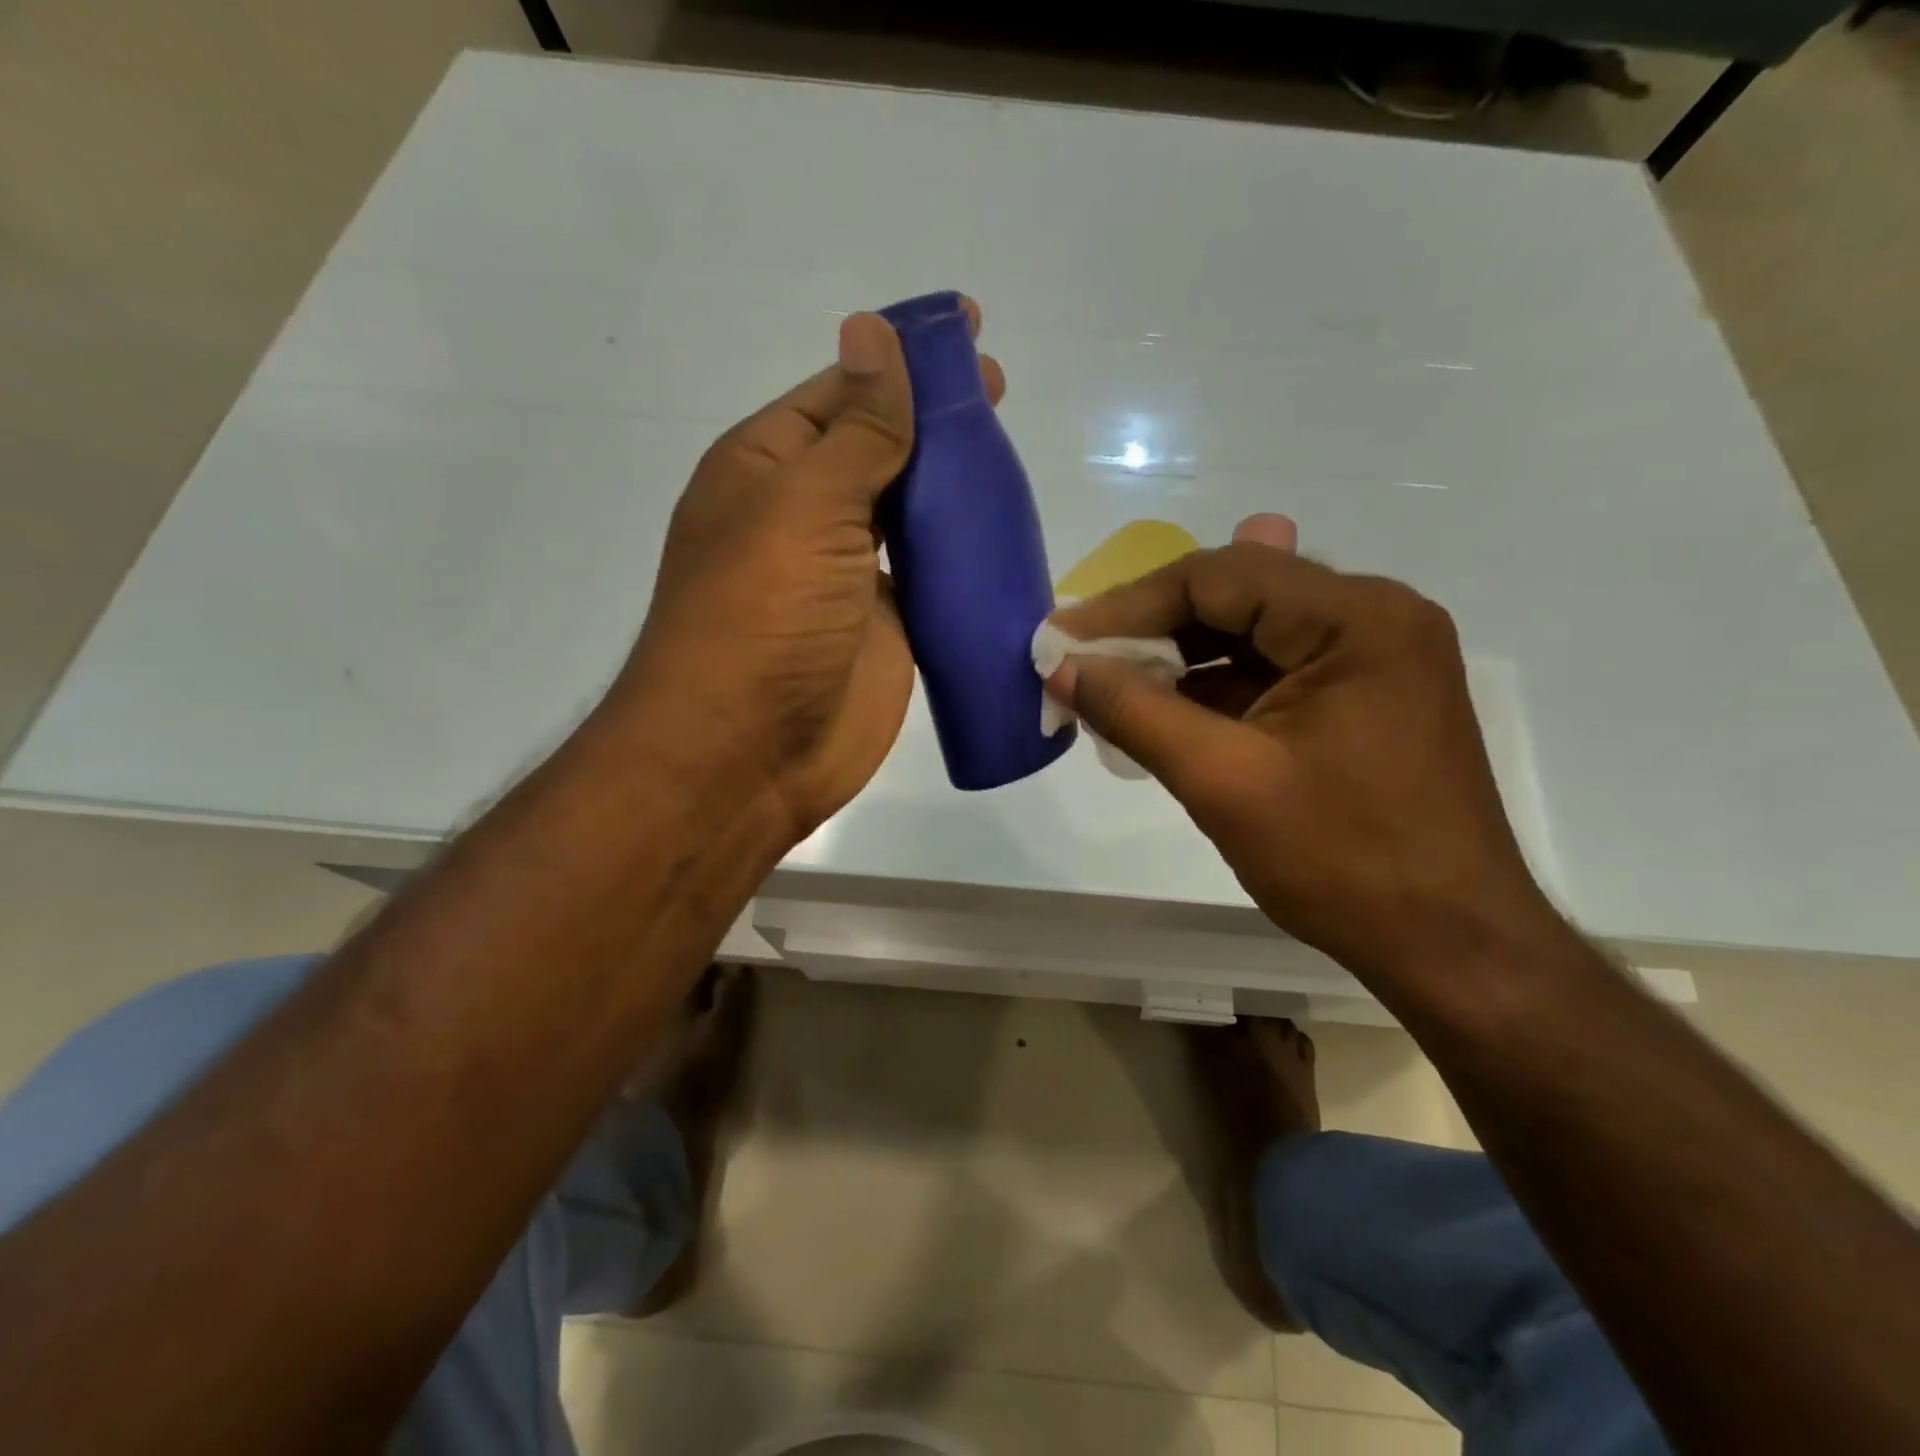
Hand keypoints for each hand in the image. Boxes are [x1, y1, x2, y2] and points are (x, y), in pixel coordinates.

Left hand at [614, 304, 1005, 843]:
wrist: (749, 753)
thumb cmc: (763, 616)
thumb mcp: (806, 506)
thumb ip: (857, 430)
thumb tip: (871, 331)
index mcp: (770, 468)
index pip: (844, 391)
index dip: (901, 358)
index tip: (967, 329)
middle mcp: (807, 514)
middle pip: (881, 449)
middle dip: (935, 419)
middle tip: (1000, 391)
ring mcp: (849, 575)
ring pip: (910, 513)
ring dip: (954, 487)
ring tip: (1011, 457)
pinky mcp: (888, 627)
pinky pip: (930, 577)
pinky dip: (963, 555)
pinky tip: (1006, 531)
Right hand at [1043, 521, 1561, 985]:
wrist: (1451, 946)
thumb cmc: (1343, 862)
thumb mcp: (1223, 782)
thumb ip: (1135, 712)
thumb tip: (1062, 666)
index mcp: (1356, 619)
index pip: (1219, 577)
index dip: (1129, 605)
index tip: (1063, 638)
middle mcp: (1372, 617)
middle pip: (1236, 594)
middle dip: (1151, 627)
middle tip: (1080, 657)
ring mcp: (1371, 657)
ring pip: (1249, 633)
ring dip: (1177, 658)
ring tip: (1107, 683)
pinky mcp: (1360, 697)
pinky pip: (1270, 671)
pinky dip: (1211, 688)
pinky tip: (1161, 709)